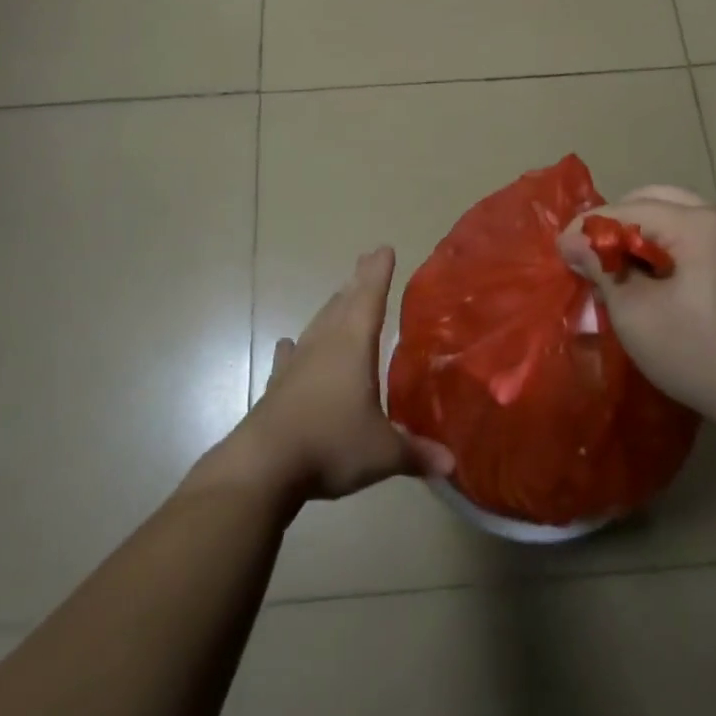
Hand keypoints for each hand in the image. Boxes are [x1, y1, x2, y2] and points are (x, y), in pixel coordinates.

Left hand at [206, 248, 453, 508]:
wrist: (263, 467)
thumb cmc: (331, 445)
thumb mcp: (383, 453)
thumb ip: (416, 453)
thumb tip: (451, 464)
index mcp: (353, 346)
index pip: (370, 299)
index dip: (379, 274)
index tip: (384, 249)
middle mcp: (325, 345)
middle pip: (343, 304)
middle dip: (357, 282)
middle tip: (366, 261)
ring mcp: (297, 364)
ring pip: (318, 325)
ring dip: (332, 308)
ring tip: (341, 295)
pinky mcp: (277, 387)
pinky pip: (290, 358)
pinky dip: (294, 349)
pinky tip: (289, 344)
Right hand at [558, 187, 715, 436]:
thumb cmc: (702, 355)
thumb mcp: (637, 314)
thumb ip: (602, 267)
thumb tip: (572, 242)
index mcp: (700, 222)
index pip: (628, 209)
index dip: (589, 227)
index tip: (559, 251)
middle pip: (653, 200)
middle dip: (616, 225)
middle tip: (588, 257)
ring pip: (675, 214)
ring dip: (641, 234)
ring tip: (617, 268)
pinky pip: (695, 233)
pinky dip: (667, 245)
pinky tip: (653, 276)